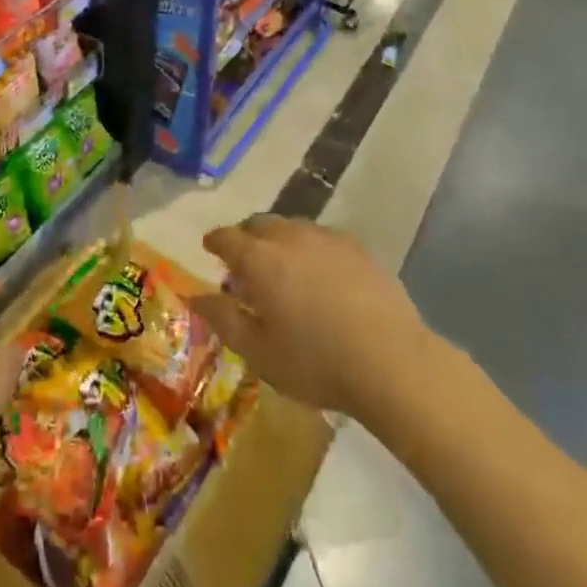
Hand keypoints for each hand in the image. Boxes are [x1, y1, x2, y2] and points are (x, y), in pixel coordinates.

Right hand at [190, 216, 440, 418]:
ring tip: (283, 269)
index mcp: (259, 259)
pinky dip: (309, 249)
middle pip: (259, 224)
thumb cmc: (315, 362)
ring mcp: (326, 238)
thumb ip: (223, 319)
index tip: (209, 247)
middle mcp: (289, 237)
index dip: (215, 241)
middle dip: (246, 238)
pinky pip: (321, 238)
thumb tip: (195, 297)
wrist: (391, 361)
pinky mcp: (357, 248)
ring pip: (291, 228)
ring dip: (278, 241)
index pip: (227, 237)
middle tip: (245, 264)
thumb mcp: (258, 352)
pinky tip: (319, 275)